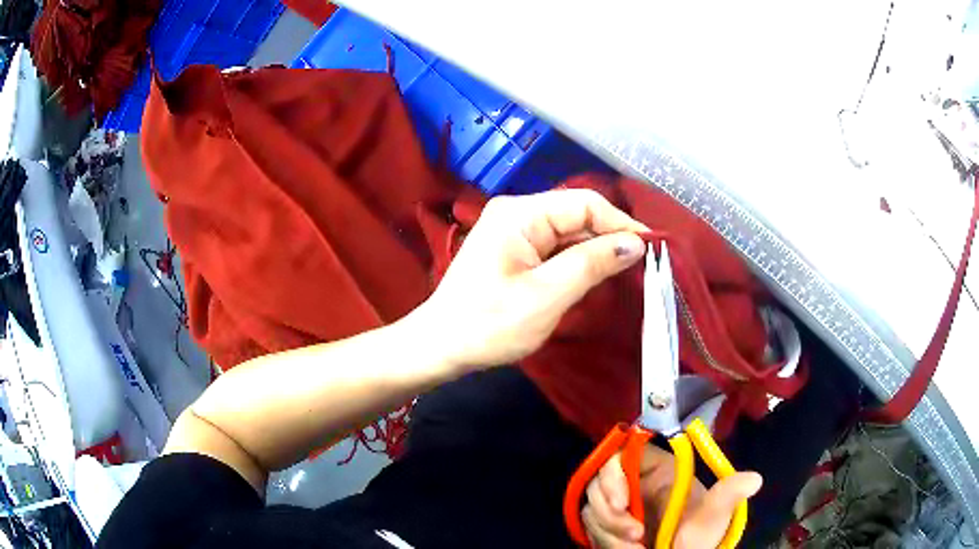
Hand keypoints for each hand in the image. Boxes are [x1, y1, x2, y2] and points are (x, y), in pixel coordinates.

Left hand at [412, 189, 647, 370]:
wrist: (441, 346)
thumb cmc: (489, 324)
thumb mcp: (546, 296)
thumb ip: (591, 264)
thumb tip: (635, 243)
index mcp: (520, 213)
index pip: (585, 204)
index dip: (621, 224)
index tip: (652, 249)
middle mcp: (516, 211)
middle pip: (577, 214)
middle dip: (610, 237)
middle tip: (642, 265)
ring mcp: (513, 229)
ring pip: (568, 231)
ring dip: (595, 250)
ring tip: (625, 272)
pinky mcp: (513, 249)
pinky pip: (555, 246)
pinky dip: (577, 260)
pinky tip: (594, 275)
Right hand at [582, 446, 761, 548]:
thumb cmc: (696, 543)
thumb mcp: (707, 525)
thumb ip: (722, 501)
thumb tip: (755, 479)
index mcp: (661, 473)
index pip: (624, 454)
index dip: (614, 473)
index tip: (620, 502)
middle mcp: (637, 484)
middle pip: (602, 481)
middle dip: (610, 512)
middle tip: (632, 536)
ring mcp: (621, 505)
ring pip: (593, 505)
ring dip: (607, 530)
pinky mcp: (608, 524)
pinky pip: (591, 524)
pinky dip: (603, 539)